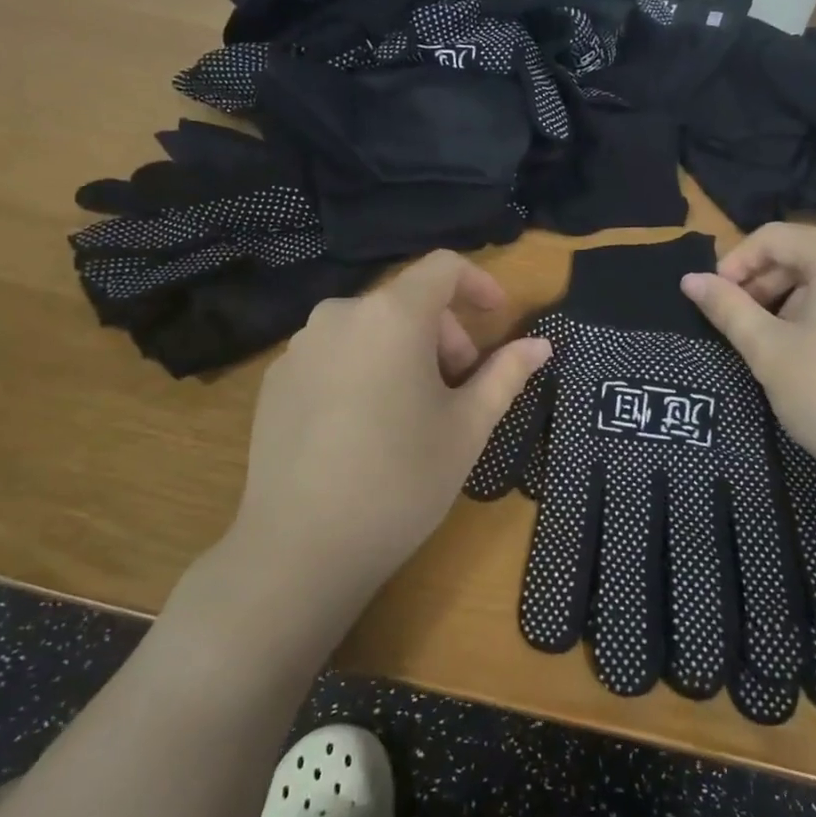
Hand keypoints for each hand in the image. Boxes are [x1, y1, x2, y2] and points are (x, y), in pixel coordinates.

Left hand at [216, 250, 549, 620]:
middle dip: (444, 333)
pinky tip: (365, 427)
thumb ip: (506, 374)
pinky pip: (333, 355)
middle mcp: (340, 315)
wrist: (302, 548)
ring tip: (414, 411)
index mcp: (393, 315)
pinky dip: (363, 370)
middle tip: (460, 387)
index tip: (498, 319)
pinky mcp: (275, 380)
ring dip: (404, 352)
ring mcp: (300, 347)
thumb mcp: (468, 427)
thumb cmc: (402, 480)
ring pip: (369, 328)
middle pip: (406, 301)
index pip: (443, 267)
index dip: (479, 284)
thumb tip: (540, 345)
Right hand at [682, 223, 815, 509]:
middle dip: (761, 283)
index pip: (772, 238)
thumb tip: (689, 279)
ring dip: (788, 300)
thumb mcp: (767, 350)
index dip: (733, 264)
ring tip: (768, 342)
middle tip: (735, 324)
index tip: (711, 300)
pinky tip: (808, 350)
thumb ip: (726, 307)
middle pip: (803, 254)